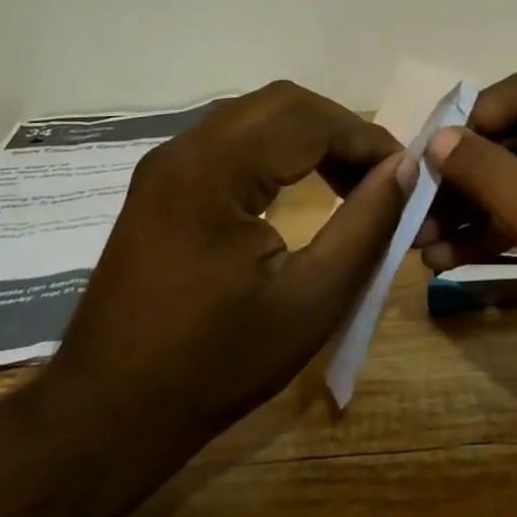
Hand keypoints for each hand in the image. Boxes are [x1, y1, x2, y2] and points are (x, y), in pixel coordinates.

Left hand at [44, 81, 413, 442]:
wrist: (109, 413)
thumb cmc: (217, 362)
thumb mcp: (312, 299)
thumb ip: (366, 225)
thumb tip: (404, 168)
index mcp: (215, 170)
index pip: (311, 121)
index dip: (368, 139)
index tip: (407, 171)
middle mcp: (185, 149)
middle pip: (282, 103)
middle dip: (341, 129)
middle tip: (379, 174)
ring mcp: (166, 163)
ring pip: (256, 116)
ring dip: (309, 135)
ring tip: (349, 181)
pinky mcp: (160, 183)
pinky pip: (231, 140)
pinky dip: (277, 150)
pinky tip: (300, 188)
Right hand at [418, 71, 516, 408]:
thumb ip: (490, 173)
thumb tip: (439, 137)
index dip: (475, 116)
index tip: (431, 151)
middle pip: (516, 140)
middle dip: (464, 174)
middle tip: (415, 203)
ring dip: (470, 208)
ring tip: (421, 240)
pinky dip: (492, 234)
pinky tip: (446, 259)